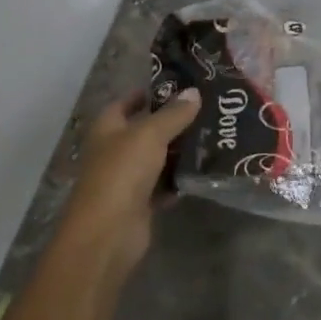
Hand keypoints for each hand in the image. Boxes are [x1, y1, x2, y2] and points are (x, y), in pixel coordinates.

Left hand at [60, 88, 199, 273]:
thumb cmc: (122, 172)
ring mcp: (127, 179)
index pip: (125, 103)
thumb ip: (173, 113)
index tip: (177, 86)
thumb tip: (193, 92)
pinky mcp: (140, 203)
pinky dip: (179, 180)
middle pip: (145, 130)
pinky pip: (164, 185)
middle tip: (206, 109)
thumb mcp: (150, 134)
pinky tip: (203, 170)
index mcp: (108, 128)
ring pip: (157, 158)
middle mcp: (114, 151)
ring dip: (179, 151)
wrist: (108, 233)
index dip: (147, 93)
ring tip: (212, 135)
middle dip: (172, 121)